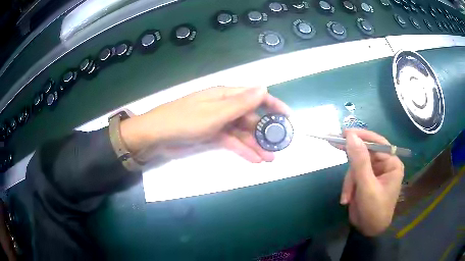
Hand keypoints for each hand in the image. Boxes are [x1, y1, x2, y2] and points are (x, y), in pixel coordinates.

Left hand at [120, 86, 290, 162]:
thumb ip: (241, 103)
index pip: (255, 96)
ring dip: (256, 144)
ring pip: (242, 132)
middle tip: (279, 146)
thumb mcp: (216, 112)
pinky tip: (254, 160)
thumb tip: (264, 88)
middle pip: (250, 117)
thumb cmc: (186, 120)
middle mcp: (224, 106)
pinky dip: (242, 150)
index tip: (288, 117)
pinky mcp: (212, 135)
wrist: (157, 135)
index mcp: (226, 95)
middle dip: (265, 131)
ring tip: (270, 158)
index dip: (273, 105)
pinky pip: (231, 141)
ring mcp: (218, 122)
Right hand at [339, 129, 403, 235]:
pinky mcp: (365, 180)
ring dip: (349, 182)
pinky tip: (347, 199)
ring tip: (347, 197)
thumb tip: (351, 136)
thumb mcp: (367, 186)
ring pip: (356, 166)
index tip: (344, 133)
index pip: (377, 143)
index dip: (361, 136)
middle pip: (364, 154)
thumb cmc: (374, 210)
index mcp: (391, 163)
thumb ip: (360, 161)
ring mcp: (374, 172)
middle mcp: (384, 165)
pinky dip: (348, 187)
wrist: (368, 231)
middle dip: (352, 163)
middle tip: (333, 142)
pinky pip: (353, 176)